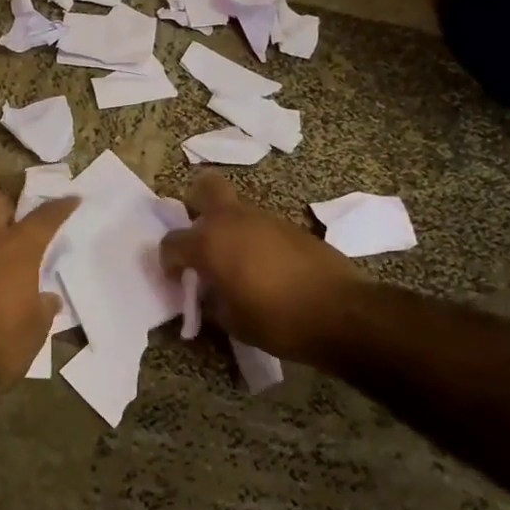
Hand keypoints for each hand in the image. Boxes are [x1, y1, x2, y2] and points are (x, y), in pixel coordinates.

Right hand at [159, 173, 362, 362]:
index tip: (178, 279)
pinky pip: (262, 226)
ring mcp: (266, 218)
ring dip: (229, 229)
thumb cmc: (276, 320)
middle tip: (201, 238)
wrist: (340, 312)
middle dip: (196, 206)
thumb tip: (211, 292)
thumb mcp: (232, 321)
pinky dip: (256, 240)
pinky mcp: (292, 226)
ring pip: (236, 210)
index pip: (173, 242)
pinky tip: (266, 268)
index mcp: (210, 242)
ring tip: (237, 263)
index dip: (169, 261)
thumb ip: (213, 300)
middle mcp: (234, 220)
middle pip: (205, 188)